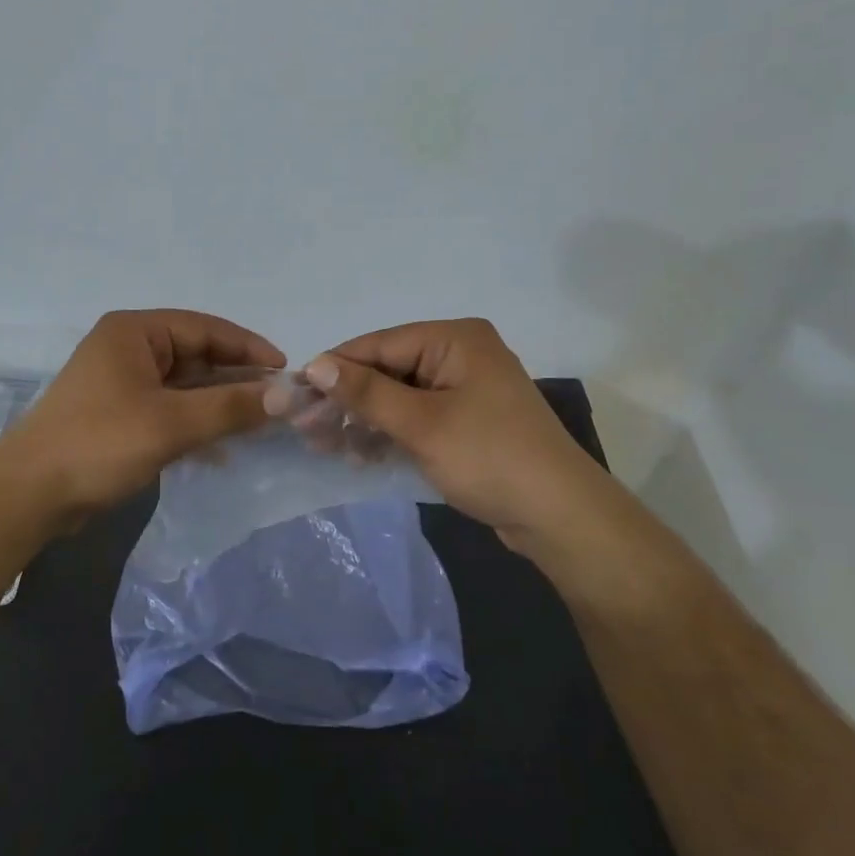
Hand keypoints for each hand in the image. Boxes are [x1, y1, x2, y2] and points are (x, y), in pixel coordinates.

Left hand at [0, 309, 284, 523]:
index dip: (248, 347)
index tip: (285, 371)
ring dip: (218, 405)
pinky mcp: (117, 416)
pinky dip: (195, 425)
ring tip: (259, 426)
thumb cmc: (100, 443)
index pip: (205, 328)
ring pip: (184, 386)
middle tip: (277, 403)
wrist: (29, 495)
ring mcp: (120, 383)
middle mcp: (127, 349)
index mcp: (134, 332)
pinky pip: (168, 411)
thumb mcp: (172, 423)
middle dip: (235, 380)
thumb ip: (230, 407)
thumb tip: (285, 396)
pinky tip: (223, 451)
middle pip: (195, 356)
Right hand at [267, 318, 599, 541]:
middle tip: (305, 428)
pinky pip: (416, 417)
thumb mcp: (421, 424)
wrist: (559, 516)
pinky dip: (388, 433)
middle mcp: (459, 354)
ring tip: (324, 445)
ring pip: (398, 396)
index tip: (294, 394)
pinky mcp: (466, 420)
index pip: (379, 344)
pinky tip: (358, 455)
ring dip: (362, 420)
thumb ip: (366, 392)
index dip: (335, 368)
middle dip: (346, 400)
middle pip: (387, 370)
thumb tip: (314, 365)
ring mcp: (464, 389)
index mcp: (455, 339)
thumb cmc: (489, 458)